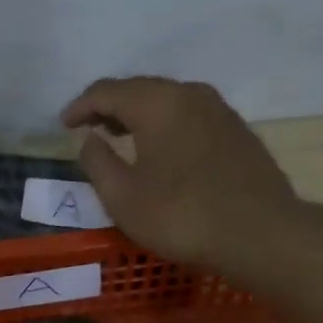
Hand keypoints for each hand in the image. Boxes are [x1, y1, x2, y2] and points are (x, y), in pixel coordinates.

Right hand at [61, 77, 300, 269]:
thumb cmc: (181, 216)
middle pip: (140, 90)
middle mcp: (190, 93)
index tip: (63, 125)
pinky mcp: (237, 132)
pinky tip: (160, 151)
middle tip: (88, 127)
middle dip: (109, 106)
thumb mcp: (123, 197)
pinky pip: (189, 118)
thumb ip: (97, 163)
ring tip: (120, 137)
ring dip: (138, 116)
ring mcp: (219, 110)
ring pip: (168, 102)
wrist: (259, 233)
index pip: (108, 91)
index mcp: (157, 102)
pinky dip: (165, 127)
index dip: (80, 106)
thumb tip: (88, 138)